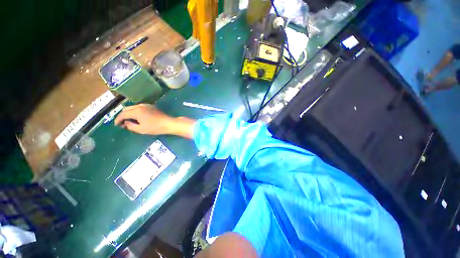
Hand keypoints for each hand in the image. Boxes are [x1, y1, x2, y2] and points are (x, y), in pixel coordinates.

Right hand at [114, 104, 194, 137]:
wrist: (168, 123)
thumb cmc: (155, 127)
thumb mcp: (141, 129)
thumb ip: (130, 126)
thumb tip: (126, 122)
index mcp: (136, 111)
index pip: (123, 114)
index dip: (117, 120)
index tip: (116, 125)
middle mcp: (140, 106)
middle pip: (127, 109)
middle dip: (123, 116)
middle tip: (122, 124)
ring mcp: (146, 105)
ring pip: (133, 107)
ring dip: (129, 113)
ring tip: (129, 121)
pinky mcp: (151, 106)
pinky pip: (139, 107)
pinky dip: (135, 111)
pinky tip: (136, 117)